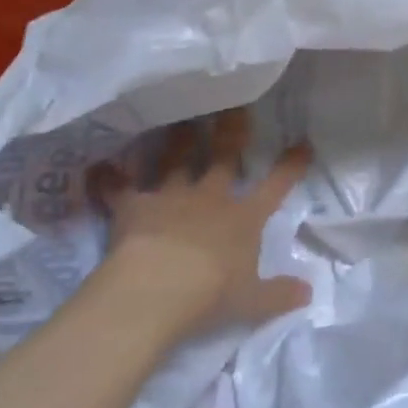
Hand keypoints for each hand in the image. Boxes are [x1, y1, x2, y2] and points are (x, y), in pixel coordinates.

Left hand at [87, 110, 312, 332]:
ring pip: (176, 161)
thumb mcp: (253, 301)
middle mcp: (210, 199)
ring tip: (180, 120)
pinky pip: (119, 188)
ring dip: (177, 141)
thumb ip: (279, 293)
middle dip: (231, 131)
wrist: (157, 289)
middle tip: (235, 106)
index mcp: (244, 218)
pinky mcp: (134, 207)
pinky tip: (98, 167)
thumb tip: (309, 291)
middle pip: (223, 157)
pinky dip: (108, 179)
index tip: (302, 143)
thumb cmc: (212, 294)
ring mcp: (171, 198)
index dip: (290, 166)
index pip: (275, 186)